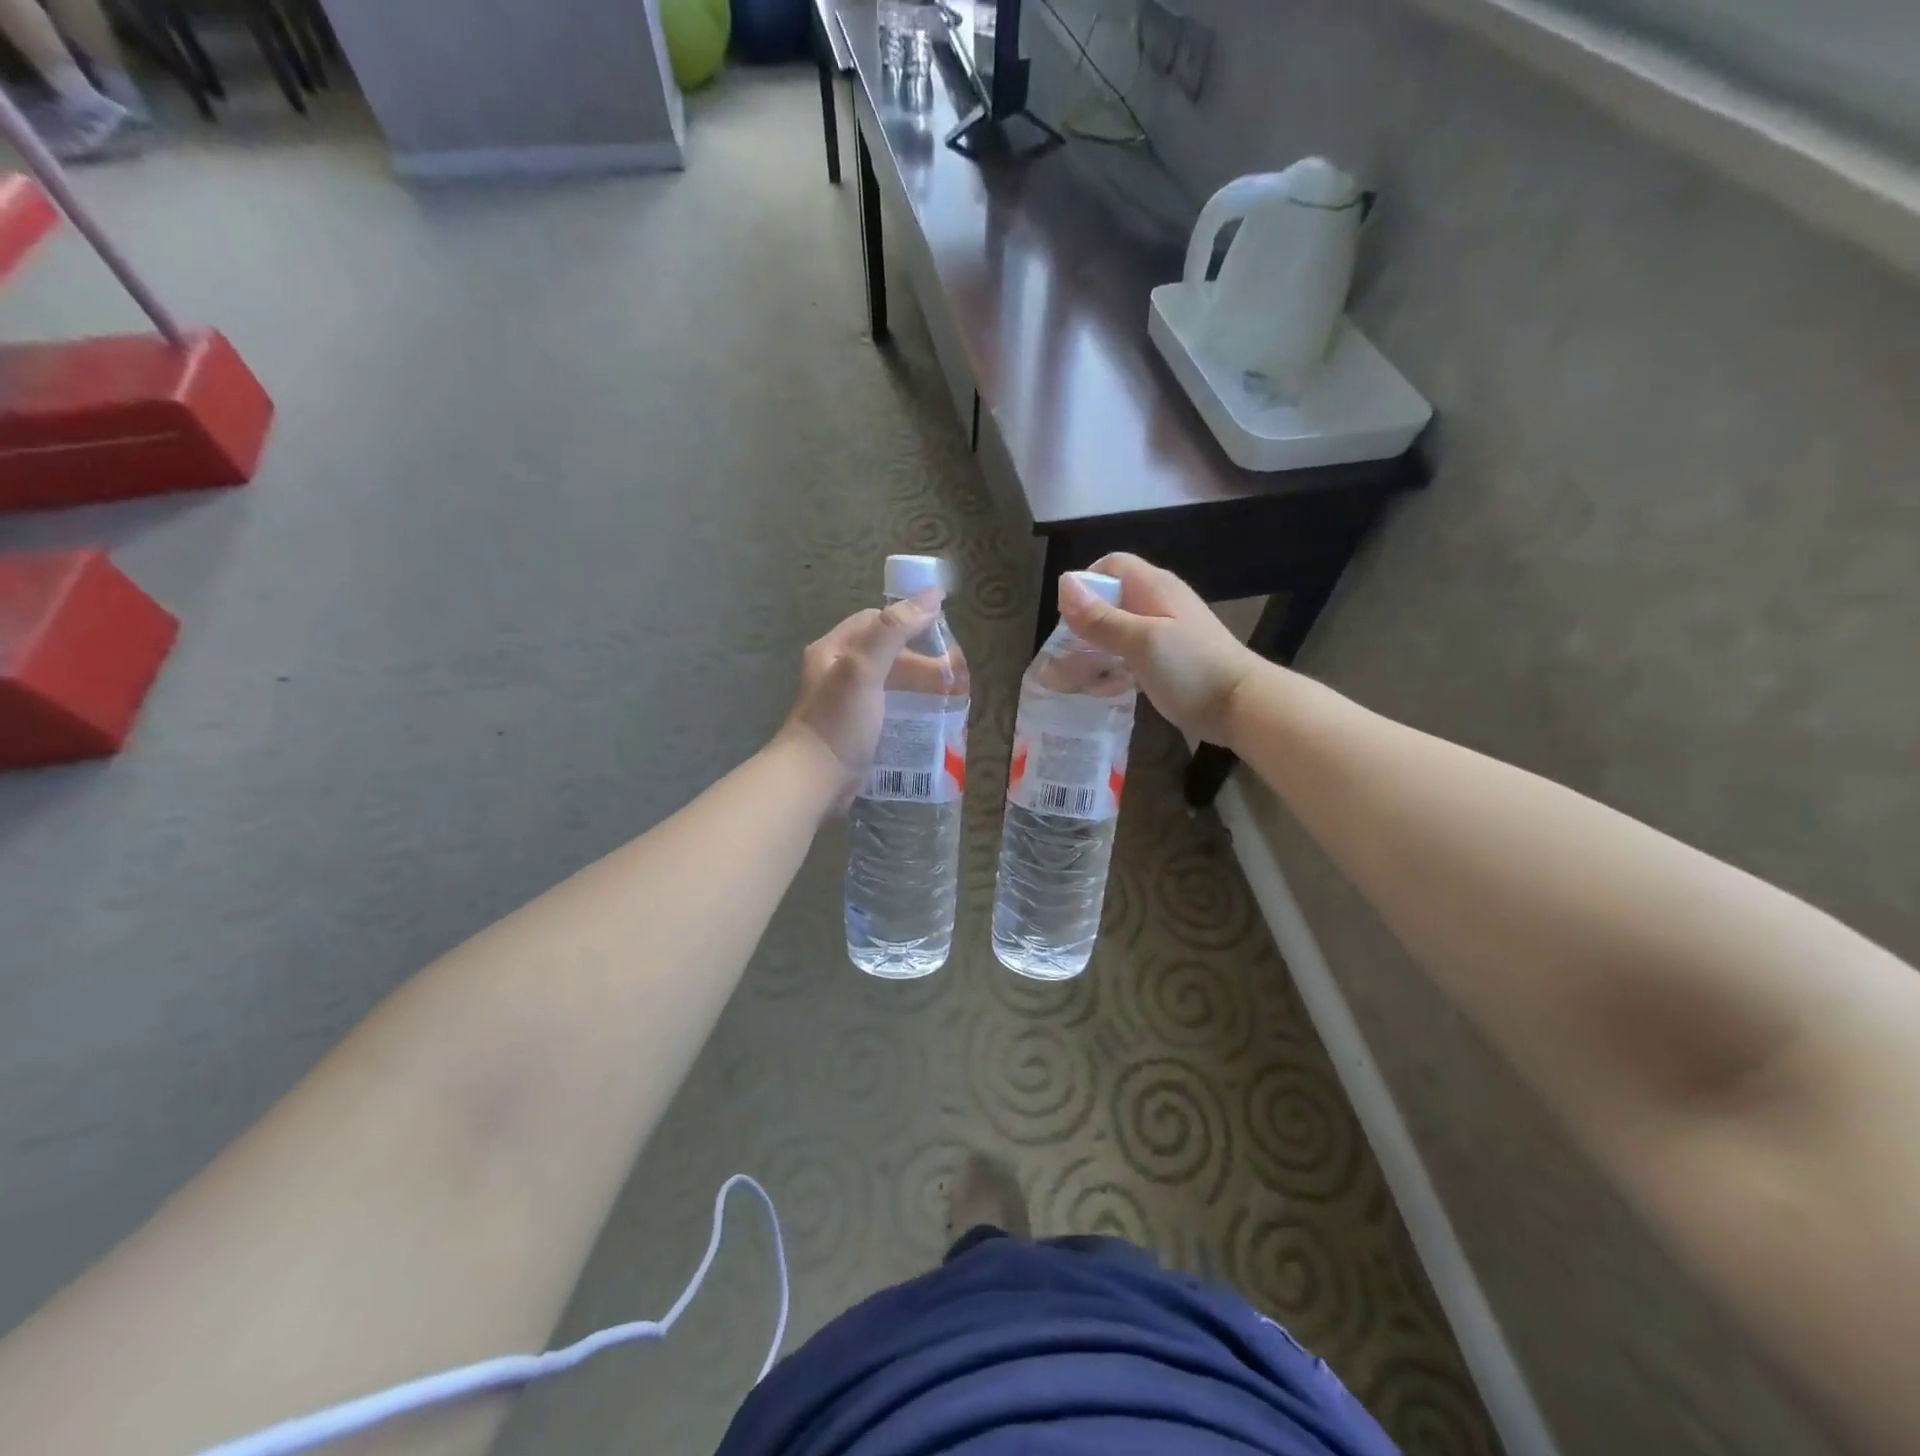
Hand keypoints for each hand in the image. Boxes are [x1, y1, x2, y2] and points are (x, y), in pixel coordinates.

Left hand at [778, 592, 941, 808]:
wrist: (812, 782)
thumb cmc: (838, 722)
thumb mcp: (864, 669)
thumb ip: (894, 630)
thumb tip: (932, 595)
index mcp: (833, 650)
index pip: (875, 622)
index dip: (908, 621)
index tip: (942, 633)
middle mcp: (836, 672)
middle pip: (886, 654)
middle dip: (921, 661)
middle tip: (955, 677)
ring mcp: (845, 704)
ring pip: (889, 684)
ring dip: (918, 687)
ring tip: (949, 700)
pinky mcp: (854, 731)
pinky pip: (888, 710)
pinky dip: (910, 710)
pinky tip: (928, 722)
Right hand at [1058, 554, 1262, 745]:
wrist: (1242, 707)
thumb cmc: (1191, 669)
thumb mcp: (1141, 641)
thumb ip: (1101, 617)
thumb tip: (1063, 583)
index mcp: (1154, 588)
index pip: (1111, 566)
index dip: (1085, 584)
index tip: (1069, 618)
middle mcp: (1158, 604)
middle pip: (1110, 601)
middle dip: (1084, 624)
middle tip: (1066, 654)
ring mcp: (1165, 634)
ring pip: (1118, 632)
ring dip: (1096, 650)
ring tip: (1076, 677)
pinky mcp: (1167, 661)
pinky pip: (1130, 656)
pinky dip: (1113, 668)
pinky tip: (1104, 690)